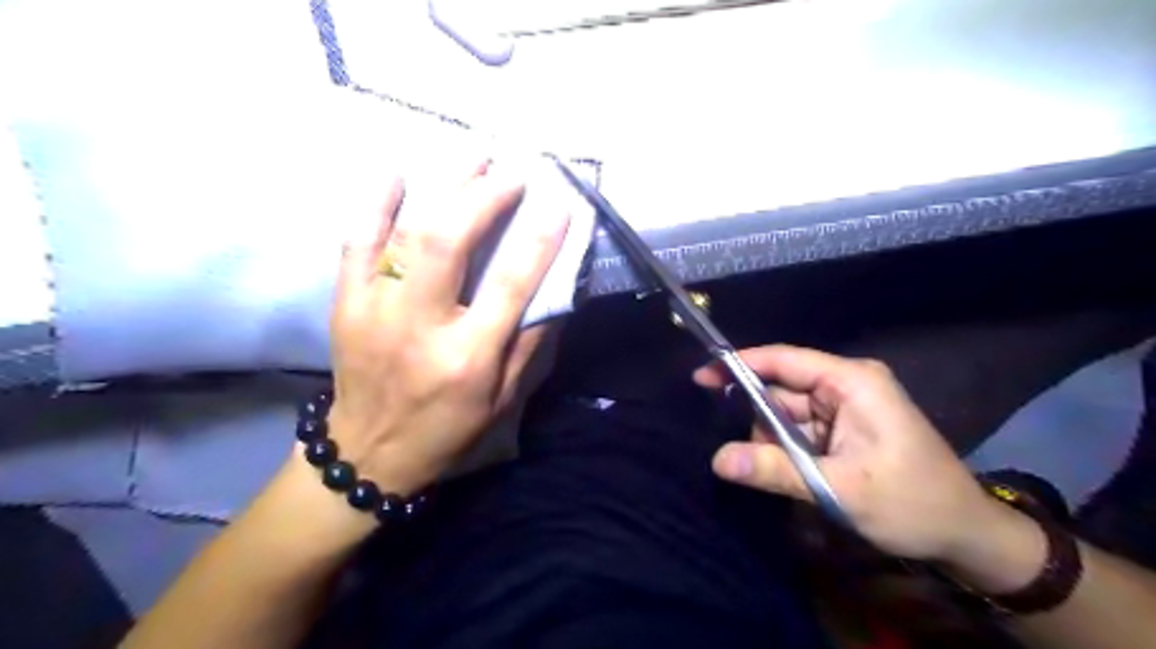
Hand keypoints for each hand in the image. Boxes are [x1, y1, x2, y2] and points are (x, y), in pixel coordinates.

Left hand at [326, 161, 570, 497]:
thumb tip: (553, 294)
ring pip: (407, 233)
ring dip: (443, 188)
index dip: (538, 241)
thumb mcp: (502, 401)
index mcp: (466, 357)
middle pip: (450, 243)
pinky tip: (396, 175)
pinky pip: (356, 243)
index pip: (510, 286)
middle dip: (485, 197)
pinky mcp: (346, 304)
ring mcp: (375, 310)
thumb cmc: (447, 430)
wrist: (366, 453)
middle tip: (512, 173)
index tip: (559, 204)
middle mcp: (420, 326)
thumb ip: (529, 346)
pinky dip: (376, 205)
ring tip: (473, 156)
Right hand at [694, 345, 1002, 563]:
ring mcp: (845, 407)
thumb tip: (717, 459)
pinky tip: (794, 475)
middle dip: (760, 422)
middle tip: (747, 457)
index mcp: (852, 382)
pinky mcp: (844, 428)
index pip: (784, 360)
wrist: (967, 535)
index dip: (740, 364)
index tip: (701, 377)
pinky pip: (799, 430)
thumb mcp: (838, 488)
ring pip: (787, 413)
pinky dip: (788, 450)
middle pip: (781, 389)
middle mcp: (846, 385)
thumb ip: (774, 469)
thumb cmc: (912, 504)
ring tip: (787, 477)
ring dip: (775, 443)